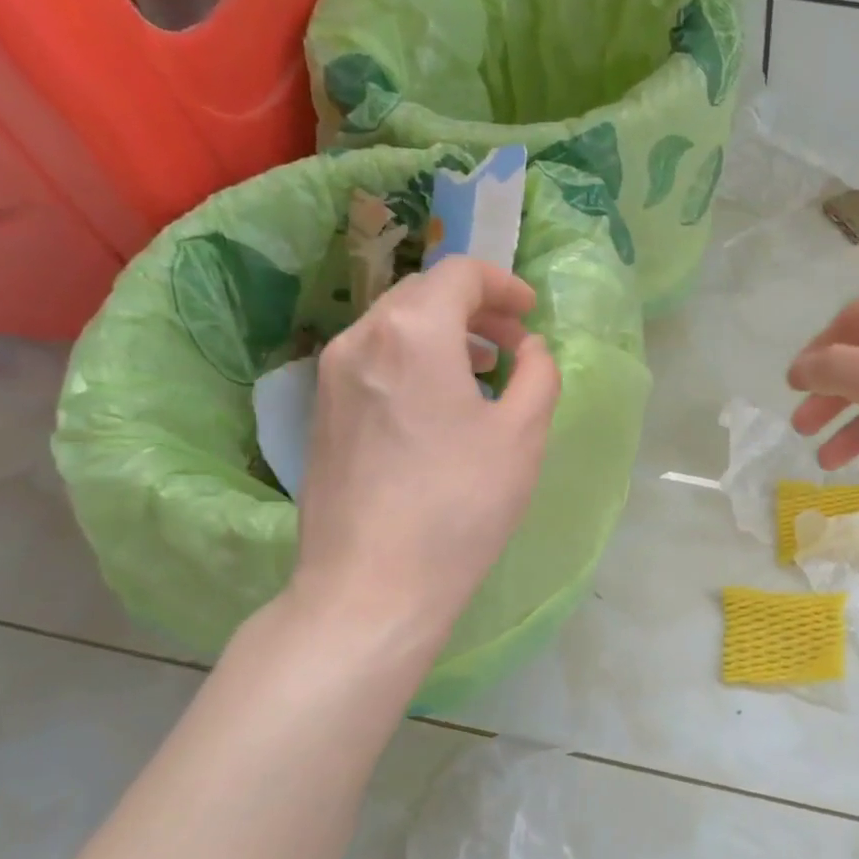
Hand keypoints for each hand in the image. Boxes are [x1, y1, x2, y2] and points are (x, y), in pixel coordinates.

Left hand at [288, 257, 560, 666]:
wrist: (372, 584)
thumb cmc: (460, 504)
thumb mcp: (524, 433)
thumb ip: (538, 372)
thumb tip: (530, 347)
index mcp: (413, 332)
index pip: (460, 273)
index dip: (503, 284)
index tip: (531, 313)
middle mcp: (361, 338)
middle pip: (423, 294)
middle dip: (476, 307)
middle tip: (515, 343)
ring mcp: (331, 375)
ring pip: (395, 326)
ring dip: (444, 333)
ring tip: (483, 371)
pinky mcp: (320, 412)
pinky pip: (374, 360)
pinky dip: (414, 361)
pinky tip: (439, 406)